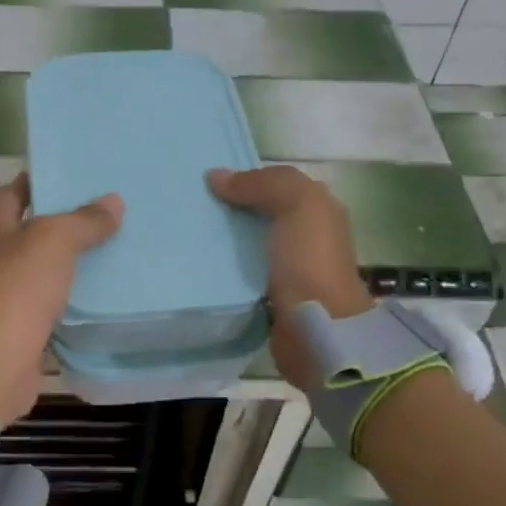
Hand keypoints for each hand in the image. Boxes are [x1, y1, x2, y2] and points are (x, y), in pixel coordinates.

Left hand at [0, 175, 123, 426]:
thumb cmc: (18, 289)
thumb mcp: (54, 241)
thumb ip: (84, 221)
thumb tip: (114, 201)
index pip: (9, 195)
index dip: (32, 182)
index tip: (67, 174)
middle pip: (28, 232)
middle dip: (60, 222)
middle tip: (103, 211)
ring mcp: (8, 297)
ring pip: (43, 270)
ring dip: (70, 262)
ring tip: (112, 249)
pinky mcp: (23, 329)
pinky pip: (53, 306)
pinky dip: (73, 299)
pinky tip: (102, 294)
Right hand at [207, 165, 370, 389]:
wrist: (317, 328)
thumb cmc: (310, 260)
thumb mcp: (296, 204)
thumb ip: (261, 183)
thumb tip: (215, 177)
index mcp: (318, 209)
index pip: (275, 183)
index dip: (245, 178)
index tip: (206, 181)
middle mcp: (306, 235)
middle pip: (260, 212)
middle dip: (230, 208)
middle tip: (189, 206)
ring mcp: (288, 267)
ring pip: (248, 242)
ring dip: (223, 239)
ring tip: (187, 234)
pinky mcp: (269, 294)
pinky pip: (241, 272)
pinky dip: (223, 267)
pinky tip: (199, 264)